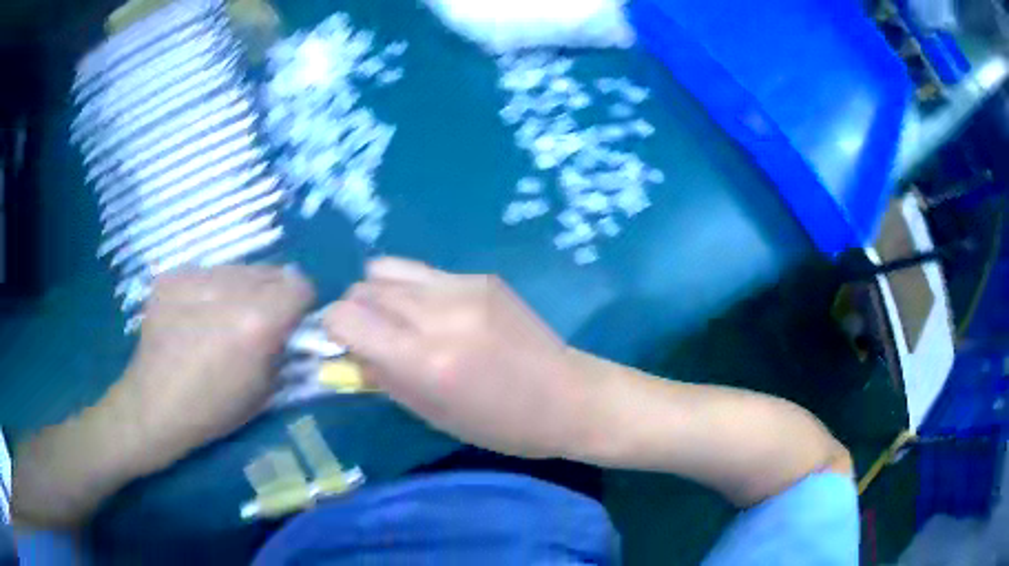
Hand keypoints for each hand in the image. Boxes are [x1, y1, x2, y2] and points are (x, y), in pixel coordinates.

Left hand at [108, 265, 313, 473]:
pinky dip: (208, 291)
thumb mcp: (266, 391)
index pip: (299, 284)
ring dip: (239, 290)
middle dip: (271, 295)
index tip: (288, 324)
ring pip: (237, 269)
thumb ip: (286, 350)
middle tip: (253, 323)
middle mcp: (228, 289)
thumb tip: (294, 326)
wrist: (153, 406)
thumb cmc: (214, 410)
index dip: (299, 305)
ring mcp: (194, 277)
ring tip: (219, 319)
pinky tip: (192, 317)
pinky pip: (205, 273)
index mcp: (257, 322)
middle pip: (270, 271)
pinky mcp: (171, 276)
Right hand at [323, 258, 588, 458]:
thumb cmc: (499, 424)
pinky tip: (441, 315)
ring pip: (386, 268)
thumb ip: (381, 375)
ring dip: (381, 294)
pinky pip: (425, 272)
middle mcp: (439, 313)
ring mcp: (463, 287)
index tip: (344, 345)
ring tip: (402, 320)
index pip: (345, 316)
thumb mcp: (430, 413)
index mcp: (425, 359)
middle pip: (363, 288)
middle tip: (375, 337)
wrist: (568, 397)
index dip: (334, 329)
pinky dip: (416, 291)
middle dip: (357, 312)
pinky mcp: (482, 276)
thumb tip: (347, 349)